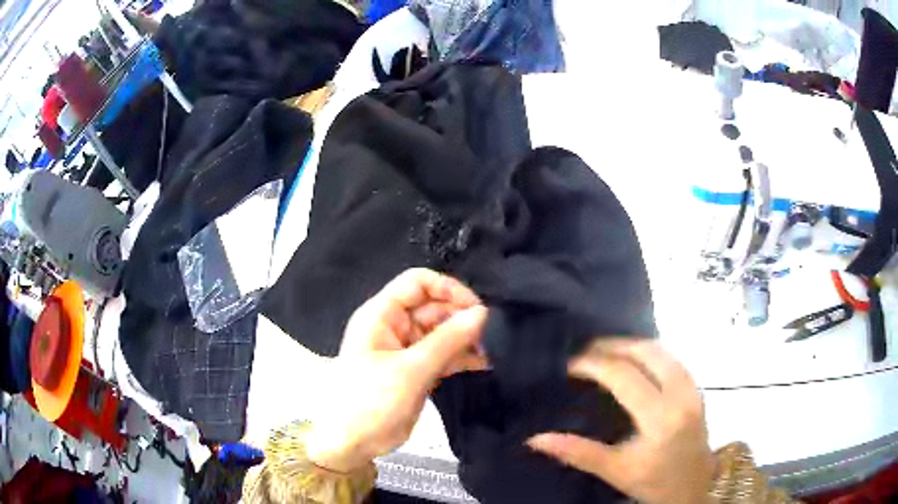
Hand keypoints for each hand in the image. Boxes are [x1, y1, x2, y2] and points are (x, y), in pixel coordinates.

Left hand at [306, 269, 487, 471]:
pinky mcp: (414, 370)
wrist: (352, 443)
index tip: (476, 307)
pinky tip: (482, 364)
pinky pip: (441, 355)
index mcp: (382, 314)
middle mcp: (393, 326)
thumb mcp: (411, 370)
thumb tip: (482, 312)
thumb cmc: (372, 401)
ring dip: (464, 340)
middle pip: (433, 307)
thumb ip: (448, 340)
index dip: (447, 288)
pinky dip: (459, 358)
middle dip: (460, 318)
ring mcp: (405, 349)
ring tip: (489, 352)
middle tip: (489, 335)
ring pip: (440, 332)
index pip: (417, 282)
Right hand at [527, 340, 714, 503]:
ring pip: (664, 352)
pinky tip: (637, 362)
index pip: (624, 376)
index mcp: (660, 418)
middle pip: (648, 352)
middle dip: (615, 345)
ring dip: (634, 346)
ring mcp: (693, 390)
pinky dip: (651, 354)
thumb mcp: (615, 471)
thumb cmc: (655, 483)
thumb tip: (536, 439)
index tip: (571, 365)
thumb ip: (578, 452)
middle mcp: (680, 396)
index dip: (595, 365)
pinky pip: (674, 360)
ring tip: (608, 351)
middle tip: (587, 350)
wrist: (694, 491)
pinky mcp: (698, 391)